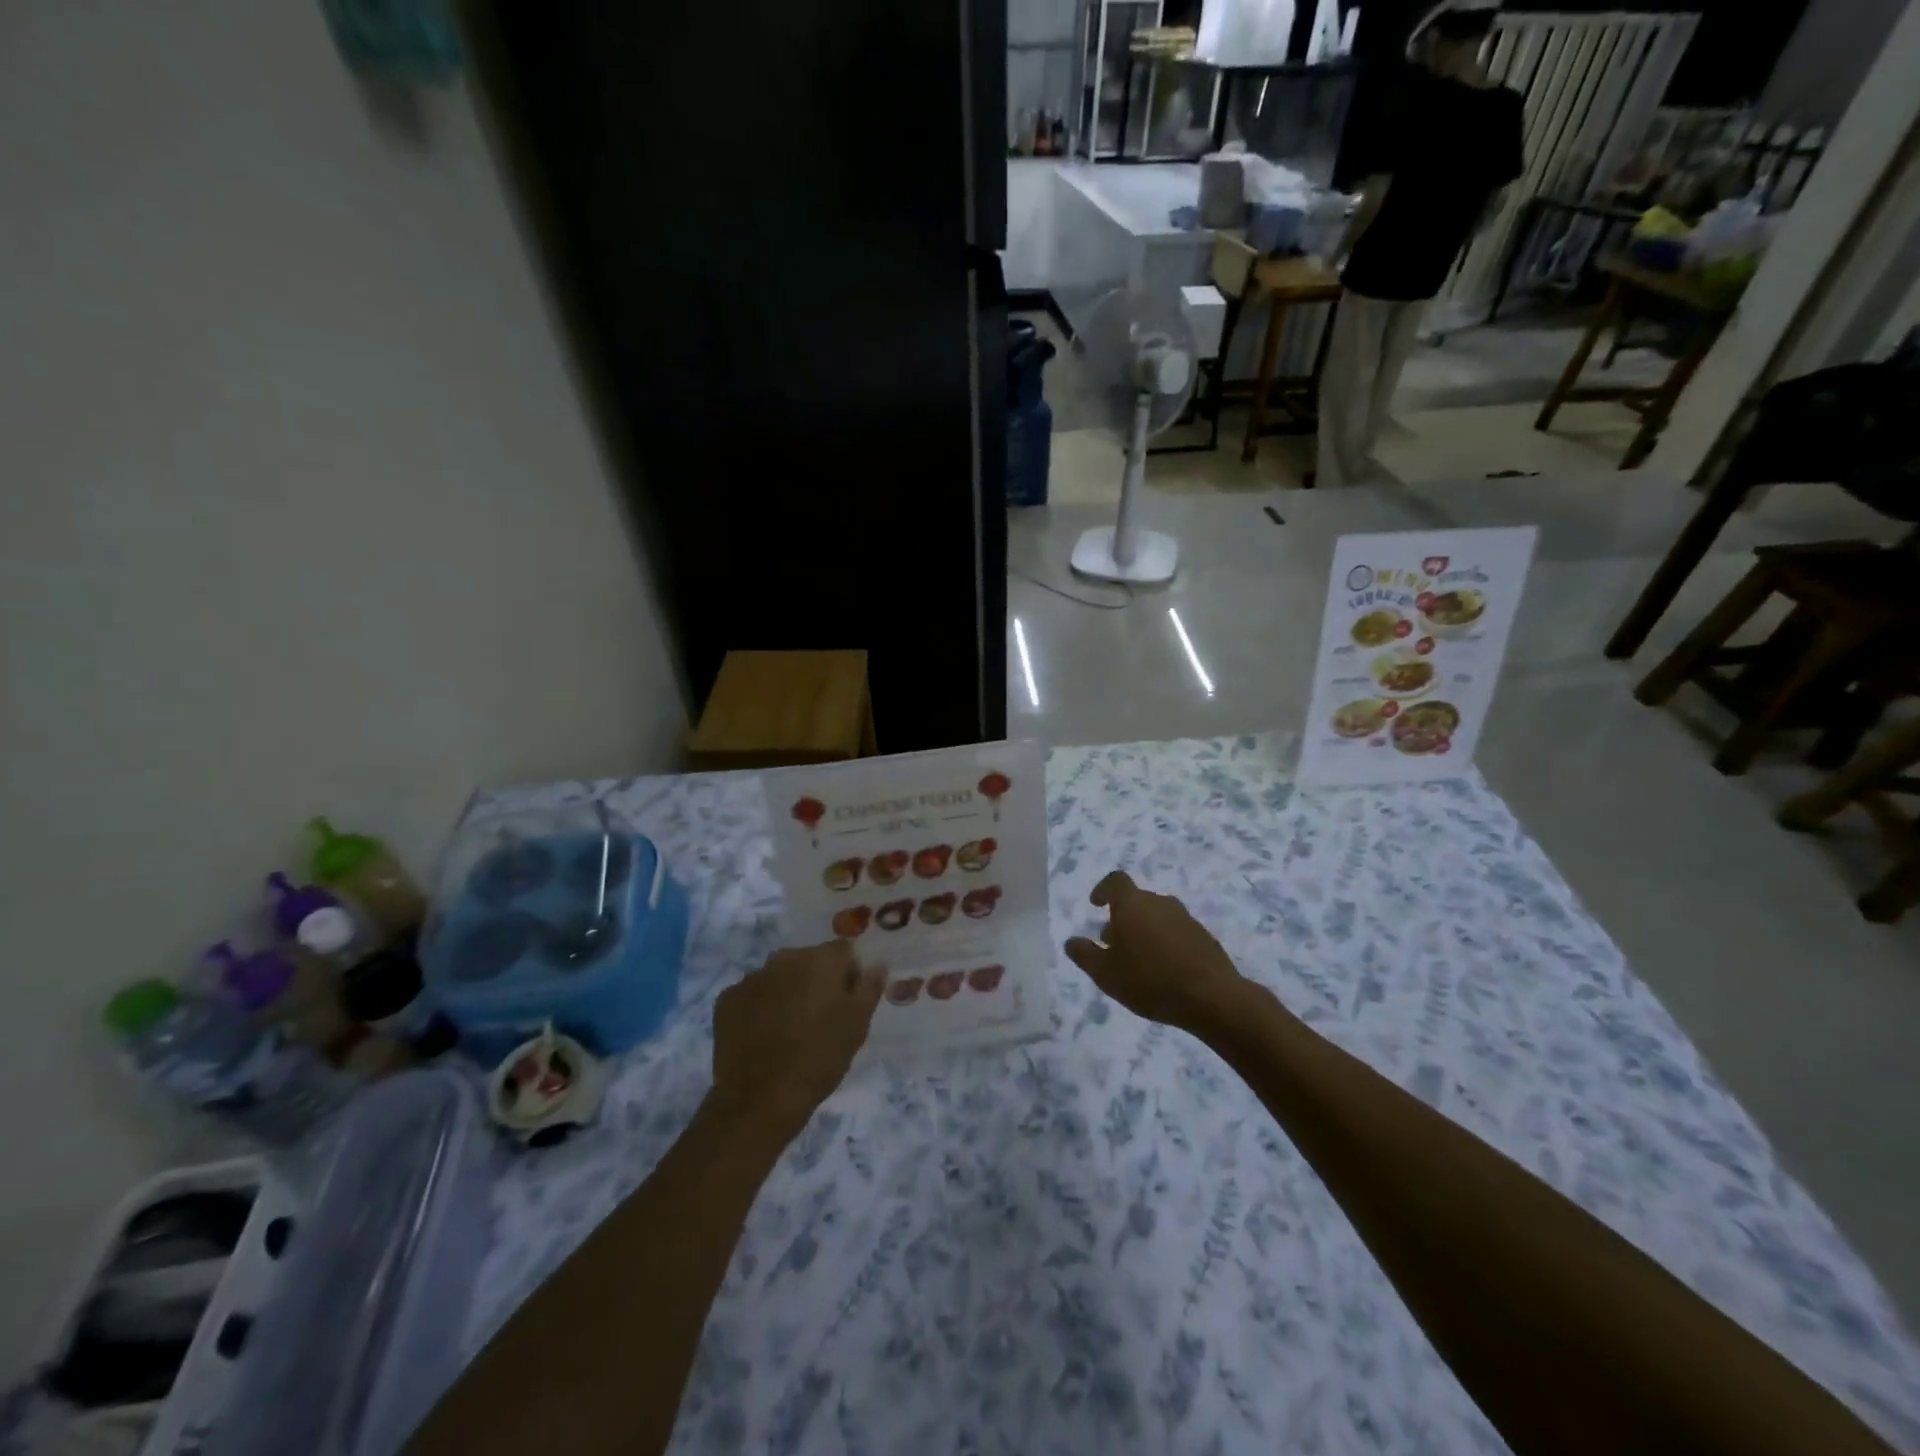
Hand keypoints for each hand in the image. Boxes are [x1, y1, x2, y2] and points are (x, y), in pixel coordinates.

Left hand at [710, 941, 883, 1135]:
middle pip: (808, 960)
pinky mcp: (726, 1000)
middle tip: (820, 1019)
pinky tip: (764, 1036)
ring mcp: (751, 978)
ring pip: (779, 977)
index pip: (844, 951)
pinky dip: (760, 1007)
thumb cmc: (819, 1058)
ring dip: (787, 992)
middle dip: (816, 981)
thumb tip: (878, 963)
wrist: (760, 1100)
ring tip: (789, 1030)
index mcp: (819, 960)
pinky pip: (752, 995)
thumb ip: (869, 987)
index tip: (848, 1003)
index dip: (850, 974)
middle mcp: (783, 958)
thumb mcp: (857, 1025)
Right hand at [1064, 871, 1246, 1032]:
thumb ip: (1085, 955)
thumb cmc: (1150, 981)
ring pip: (1156, 916)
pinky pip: (1175, 931)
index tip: (1096, 904)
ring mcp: (1185, 918)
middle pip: (1136, 901)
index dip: (1103, 890)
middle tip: (1112, 944)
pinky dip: (1164, 942)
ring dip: (1143, 930)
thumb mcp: (1106, 974)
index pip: (1115, 881)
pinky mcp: (1203, 936)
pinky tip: (1163, 969)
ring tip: (1137, 960)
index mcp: (1132, 904)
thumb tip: (1071, 941)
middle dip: (1121, 918)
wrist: (1212, 997)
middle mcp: (1159, 902)